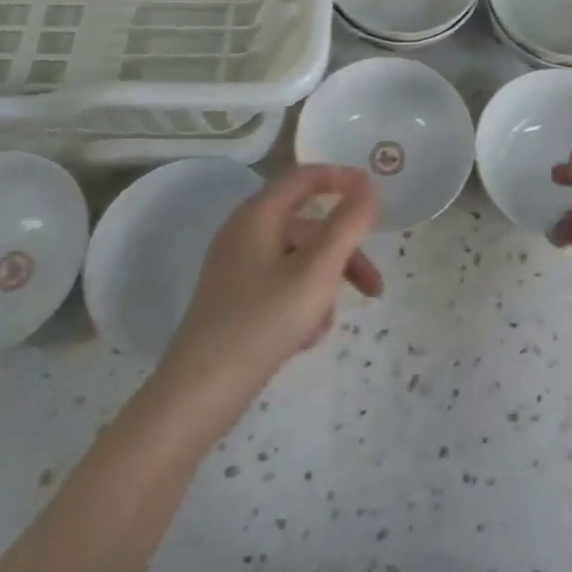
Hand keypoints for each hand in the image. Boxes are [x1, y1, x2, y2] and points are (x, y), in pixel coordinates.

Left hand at [155, 166, 382, 432]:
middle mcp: (244, 232)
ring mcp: (236, 267)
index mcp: (259, 214)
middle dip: (343, 254)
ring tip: (324, 327)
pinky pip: (279, 285)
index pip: (305, 177)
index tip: (374, 194)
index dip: (342, 179)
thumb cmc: (262, 322)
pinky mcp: (234, 299)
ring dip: (322, 286)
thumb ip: (347, 225)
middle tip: (372, 288)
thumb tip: (367, 187)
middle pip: (307, 226)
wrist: (197, 395)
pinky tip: (303, 340)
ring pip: (297, 261)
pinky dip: (300, 303)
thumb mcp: (316, 271)